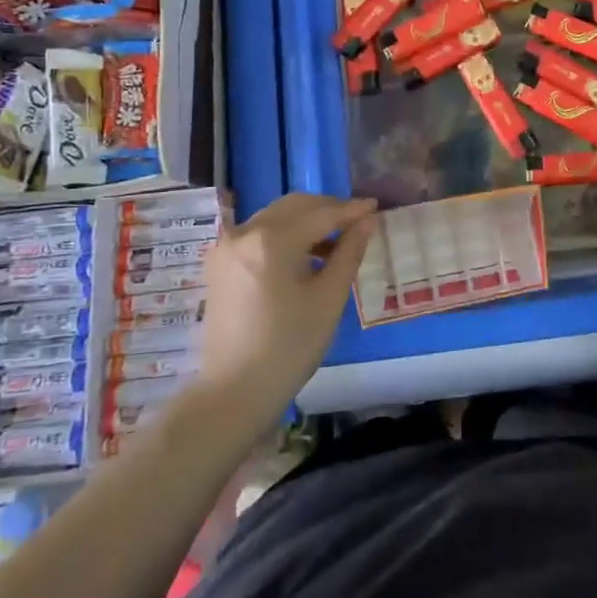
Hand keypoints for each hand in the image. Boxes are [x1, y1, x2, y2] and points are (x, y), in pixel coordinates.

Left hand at [198, 194, 377, 424]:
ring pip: (275, 216)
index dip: (351, 210)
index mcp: (271, 240)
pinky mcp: (220, 263)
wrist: (235, 391)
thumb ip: (349, 252)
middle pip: (295, 206)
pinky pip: (259, 233)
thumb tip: (368, 221)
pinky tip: (305, 255)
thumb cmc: (290, 346)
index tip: (376, 207)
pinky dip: (285, 234)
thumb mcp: (329, 298)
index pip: (321, 213)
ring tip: (336, 242)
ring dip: (307, 221)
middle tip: (358, 222)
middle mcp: (244, 232)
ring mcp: (227, 247)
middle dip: (328, 209)